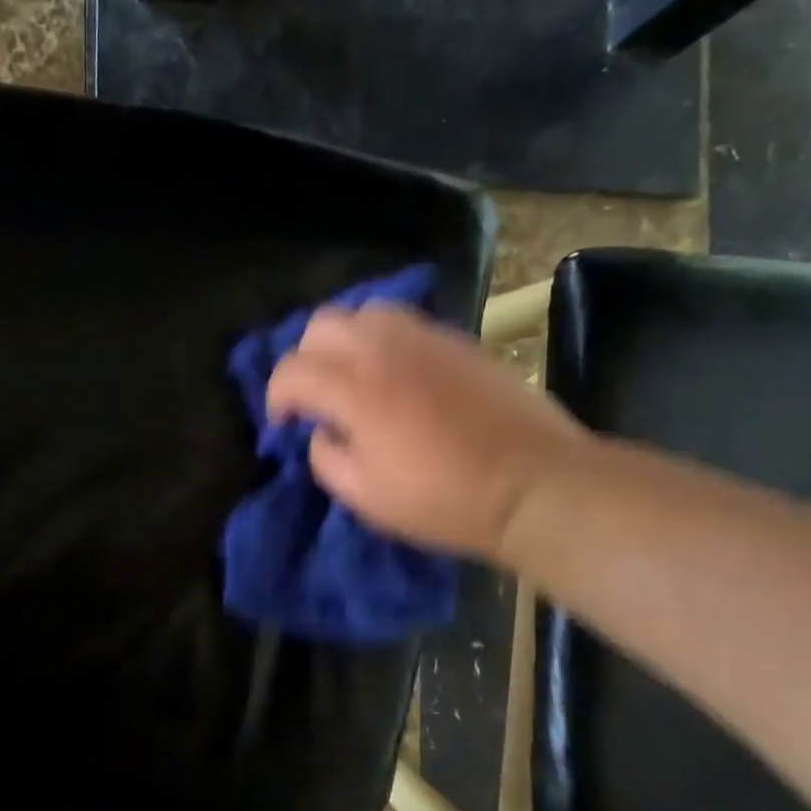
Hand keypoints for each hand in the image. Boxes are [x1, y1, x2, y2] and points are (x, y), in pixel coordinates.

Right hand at [266, 303, 588, 560]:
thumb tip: (322, 433)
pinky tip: (395, 373)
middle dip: (305, 359)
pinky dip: (384, 340)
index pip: (291, 370)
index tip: (285, 424)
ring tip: (353, 376)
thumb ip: (327, 458)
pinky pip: (405, 322)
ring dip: (345, 341)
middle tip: (316, 397)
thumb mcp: (366, 497)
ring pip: (364, 312)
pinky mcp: (458, 340)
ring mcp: (425, 337)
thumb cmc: (444, 499)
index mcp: (355, 388)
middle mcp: (384, 348)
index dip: (277, 397)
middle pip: (321, 325)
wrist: (534, 484)